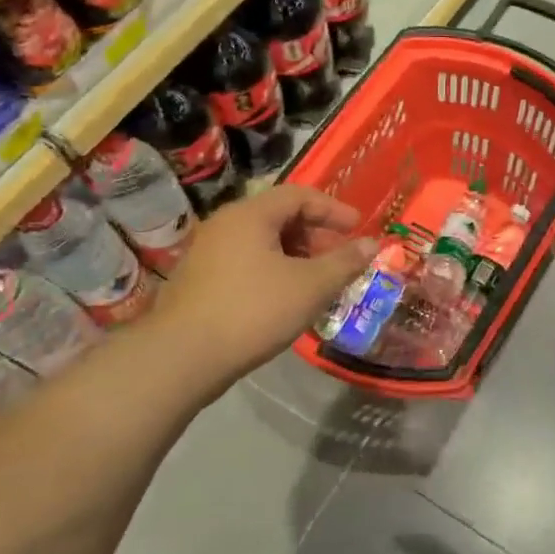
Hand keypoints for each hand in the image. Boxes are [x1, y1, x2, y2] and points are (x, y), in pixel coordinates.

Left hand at [161, 185, 375, 378]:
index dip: (333, 209)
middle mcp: (225, 225)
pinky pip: (247, 263)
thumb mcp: (310, 286)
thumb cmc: (253, 311)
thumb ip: (344, 262)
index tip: (358, 228)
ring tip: (318, 283)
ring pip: (263, 243)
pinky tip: (287, 300)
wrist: (182, 358)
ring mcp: (208, 253)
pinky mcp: (200, 281)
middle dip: (316, 235)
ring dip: (297, 256)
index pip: (299, 195)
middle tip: (340, 260)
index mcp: (250, 215)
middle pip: (280, 217)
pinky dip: (275, 271)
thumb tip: (372, 244)